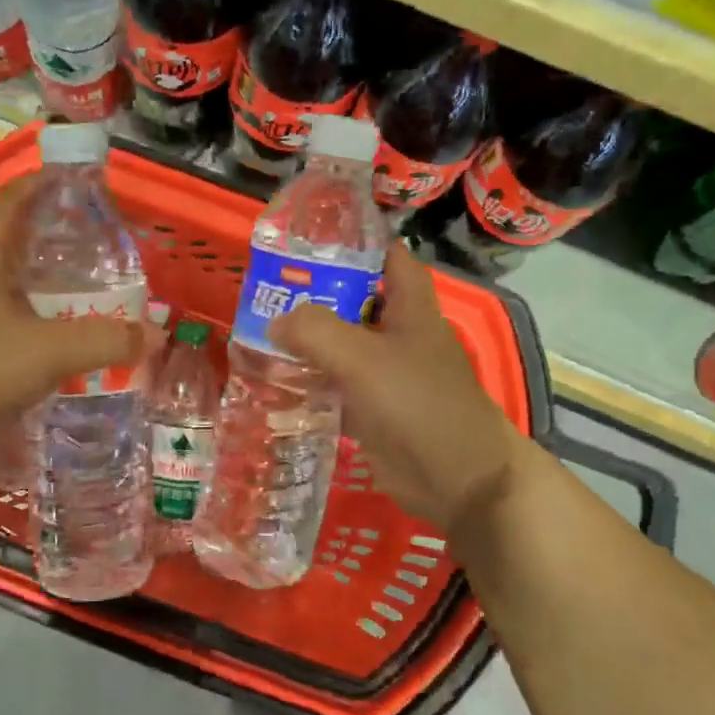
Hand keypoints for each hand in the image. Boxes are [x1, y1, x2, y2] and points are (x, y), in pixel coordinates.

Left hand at [0, 176, 147, 478]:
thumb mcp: (51, 350)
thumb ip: (106, 340)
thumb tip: (155, 334)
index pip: (8, 204)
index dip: (37, 184)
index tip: (72, 180)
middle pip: (13, 246)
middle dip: (53, 241)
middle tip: (98, 247)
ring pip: (12, 290)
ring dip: (47, 289)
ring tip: (90, 296)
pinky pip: (8, 327)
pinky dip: (38, 327)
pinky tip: (62, 345)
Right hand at [268, 244, 528, 529]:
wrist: (457, 478)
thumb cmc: (418, 404)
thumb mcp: (364, 358)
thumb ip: (316, 332)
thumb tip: (275, 322)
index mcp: (410, 307)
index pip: (387, 256)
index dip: (356, 240)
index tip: (309, 236)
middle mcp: (398, 333)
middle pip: (355, 299)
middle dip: (315, 292)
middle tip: (266, 286)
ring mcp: (385, 373)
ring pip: (341, 343)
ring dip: (307, 338)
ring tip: (258, 327)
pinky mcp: (372, 408)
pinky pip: (335, 384)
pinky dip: (310, 379)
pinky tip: (274, 377)